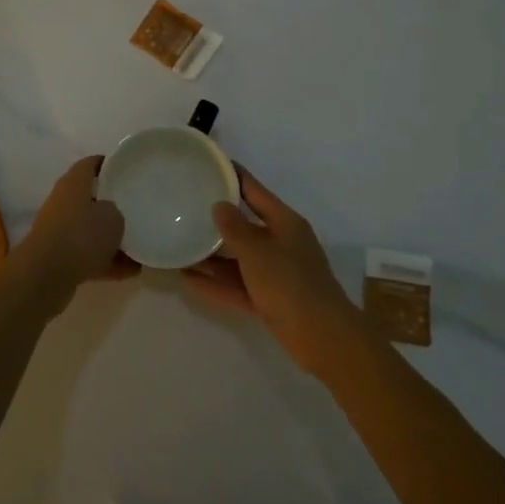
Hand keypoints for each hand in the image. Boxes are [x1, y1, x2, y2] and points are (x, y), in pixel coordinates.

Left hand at [4, 157, 135, 315]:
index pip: (91, 163)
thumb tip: (113, 216)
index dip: (109, 164)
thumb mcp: (113, 217)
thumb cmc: (81, 235)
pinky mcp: (60, 257)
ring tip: (140, 246)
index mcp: (73, 183)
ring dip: (112, 239)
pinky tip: (132, 272)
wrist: (45, 275)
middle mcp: (64, 202)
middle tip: (138, 209)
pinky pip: (89, 255)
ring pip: (91, 230)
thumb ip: (117, 212)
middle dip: (113, 205)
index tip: (128, 170)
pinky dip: (107, 262)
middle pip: (91, 198)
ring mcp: (60, 230)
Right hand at [182, 167, 362, 379]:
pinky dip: (217, 282)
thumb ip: (234, 229)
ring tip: (180, 245)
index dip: (233, 176)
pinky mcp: (270, 299)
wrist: (324, 339)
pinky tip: (188, 280)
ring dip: (212, 255)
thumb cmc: (291, 285)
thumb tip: (218, 206)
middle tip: (185, 206)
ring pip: (238, 258)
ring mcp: (276, 273)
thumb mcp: (257, 252)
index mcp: (285, 223)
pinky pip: (238, 285)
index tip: (209, 164)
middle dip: (217, 219)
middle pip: (245, 225)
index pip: (255, 191)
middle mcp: (281, 243)